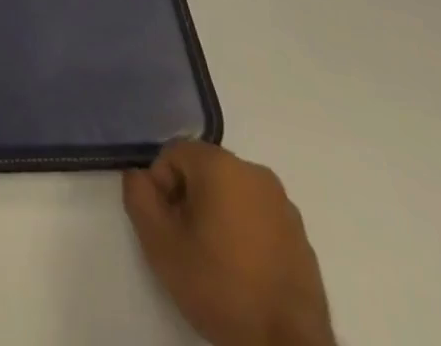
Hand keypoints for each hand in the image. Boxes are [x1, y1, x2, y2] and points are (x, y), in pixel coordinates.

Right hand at [123, 141, 333, 345]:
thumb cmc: (220, 286)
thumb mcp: (159, 243)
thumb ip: (138, 196)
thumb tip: (140, 176)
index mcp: (221, 164)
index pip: (173, 154)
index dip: (161, 187)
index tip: (167, 225)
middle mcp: (255, 173)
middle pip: (204, 172)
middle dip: (189, 200)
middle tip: (187, 243)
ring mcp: (284, 205)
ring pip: (232, 194)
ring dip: (217, 216)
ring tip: (216, 260)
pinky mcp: (302, 237)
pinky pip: (258, 218)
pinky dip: (245, 233)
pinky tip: (244, 271)